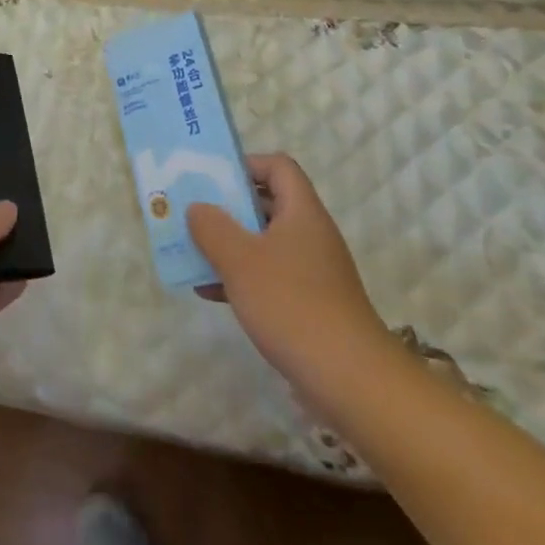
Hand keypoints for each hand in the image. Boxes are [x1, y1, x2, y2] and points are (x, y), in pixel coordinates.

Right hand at [188, 154, 391, 391]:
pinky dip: (242, 278)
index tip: (212, 178)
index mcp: (302, 212)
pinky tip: (211, 294)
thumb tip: (198, 208)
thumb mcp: (240, 260)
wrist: (350, 380)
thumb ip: (212, 227)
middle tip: (194, 214)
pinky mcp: (310, 305)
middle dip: (229, 208)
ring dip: (230, 246)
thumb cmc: (292, 305)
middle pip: (268, 204)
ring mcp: (313, 272)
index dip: (246, 164)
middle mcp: (311, 234)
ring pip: (265, 243)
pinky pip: (270, 277)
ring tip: (194, 253)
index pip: (278, 167)